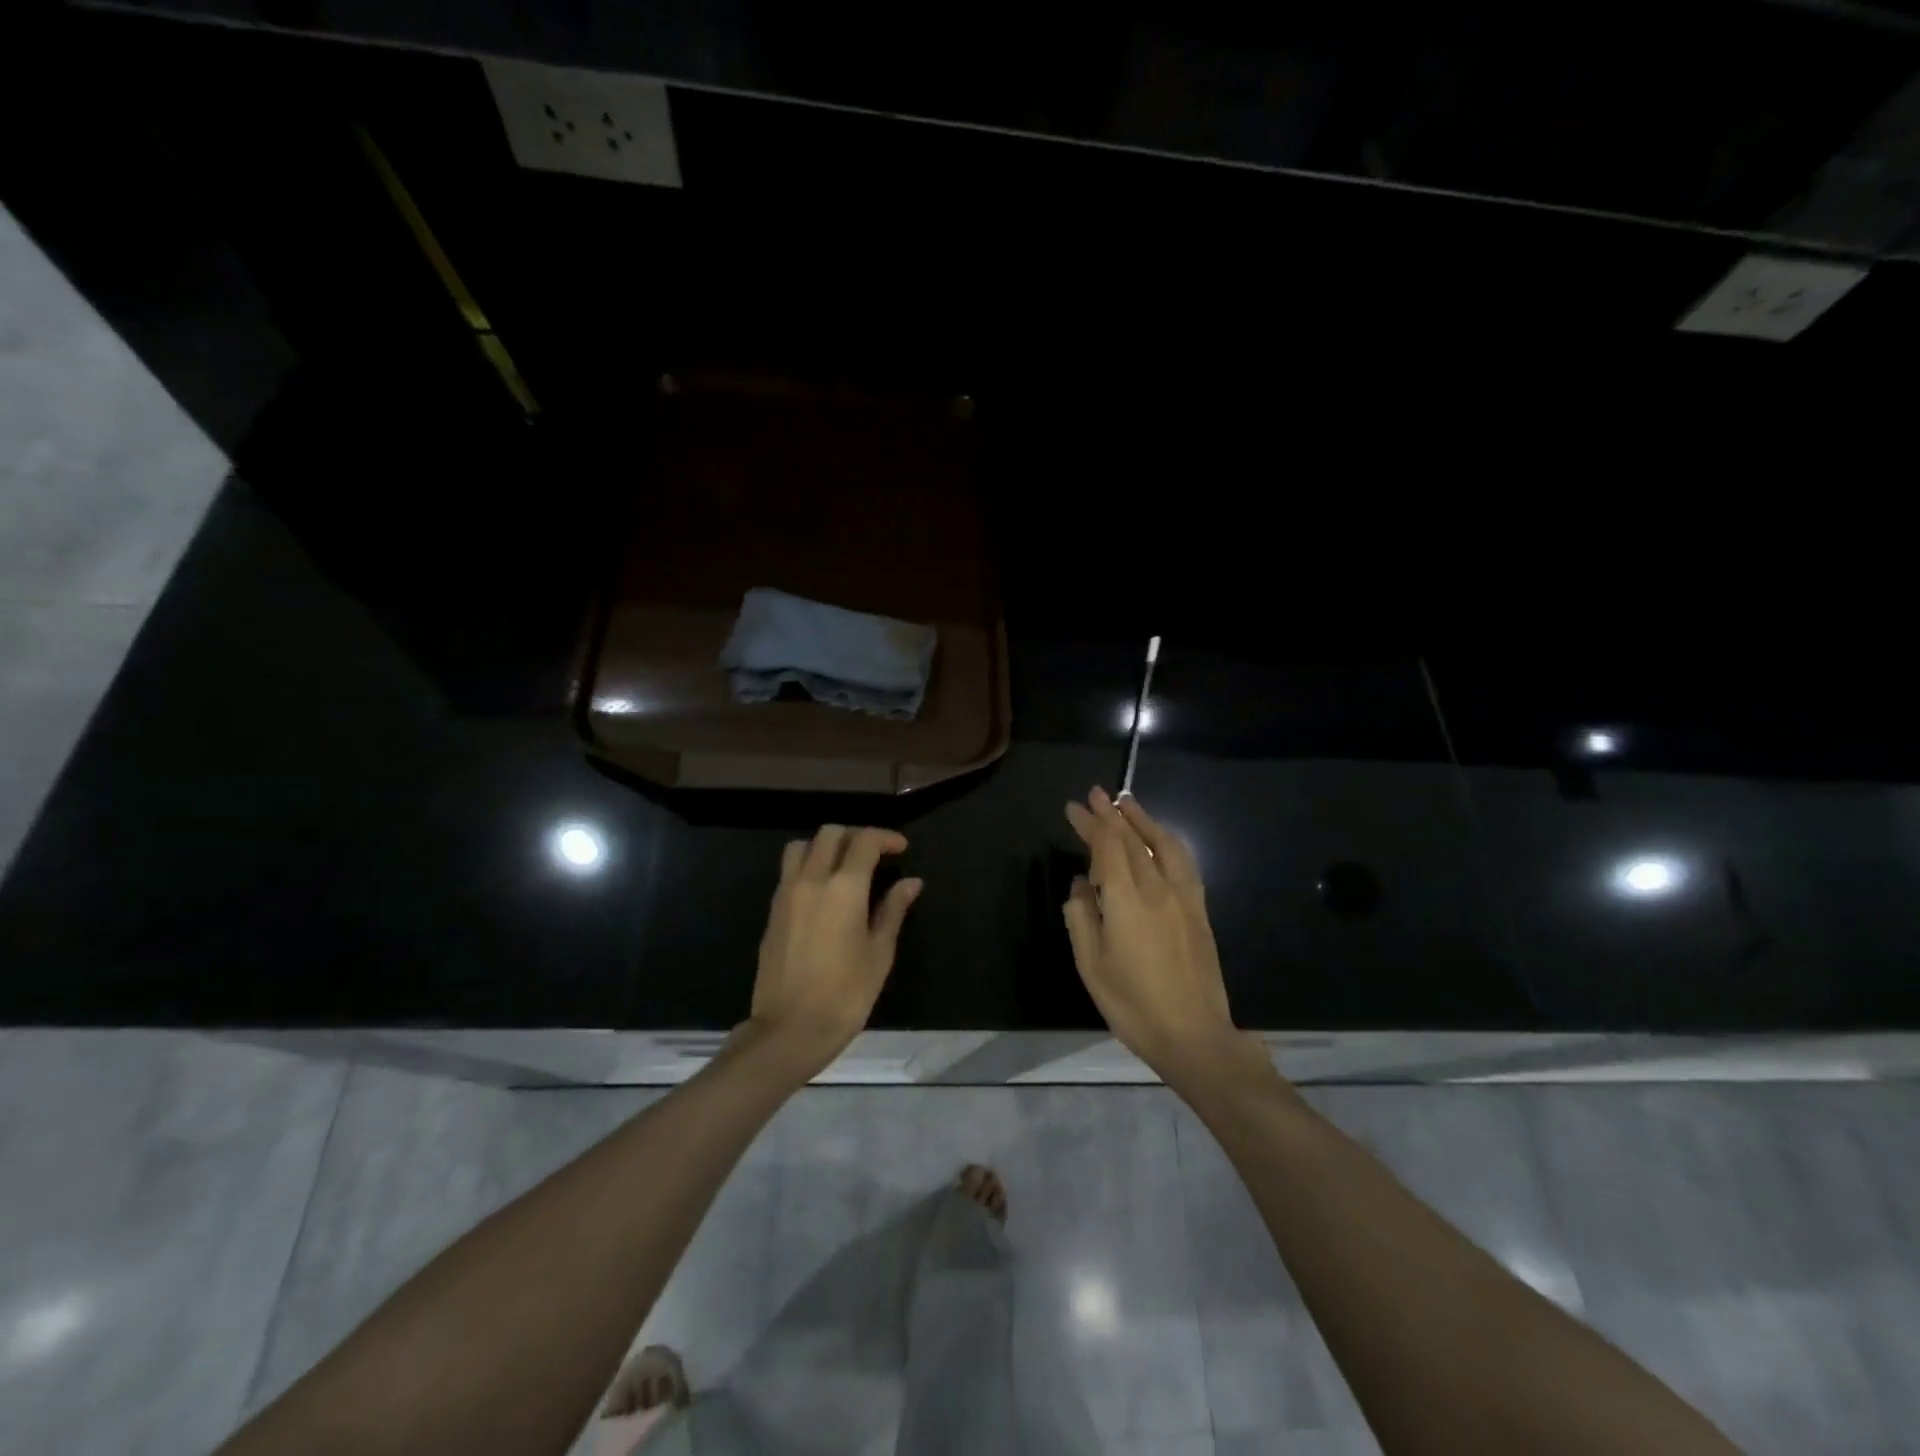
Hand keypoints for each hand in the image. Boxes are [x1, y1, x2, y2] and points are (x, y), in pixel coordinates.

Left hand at [746, 825, 922, 1076]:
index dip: (885, 837)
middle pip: (830, 834)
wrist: (789, 1029)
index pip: (864, 841)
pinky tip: (824, 891)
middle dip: (855, 836)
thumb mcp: (879, 953)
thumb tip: (911, 883)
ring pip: (802, 846)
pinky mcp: (772, 911)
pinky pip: (789, 871)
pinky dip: (808, 865)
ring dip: (825, 846)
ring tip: (844, 866)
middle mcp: (811, 880)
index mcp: (843, 888)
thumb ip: (893, 910)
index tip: (901, 848)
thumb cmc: (845, 994)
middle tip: (875, 854)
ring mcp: (786, 894)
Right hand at [1063, 788, 1249, 1083]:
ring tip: (1127, 802)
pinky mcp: (1199, 909)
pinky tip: (1161, 839)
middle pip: (1132, 839)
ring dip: (1142, 819)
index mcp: (1126, 899)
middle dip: (1111, 813)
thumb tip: (1081, 885)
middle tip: (1094, 794)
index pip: (1106, 845)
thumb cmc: (1133, 1003)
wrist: (1194, 1035)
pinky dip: (1167, 841)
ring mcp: (1183, 896)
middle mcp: (1157, 887)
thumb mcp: (1091, 964)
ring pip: (1162, 843)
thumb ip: (1081, 917)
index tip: (1073, 807)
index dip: (1089, 823)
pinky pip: (1183, 861)